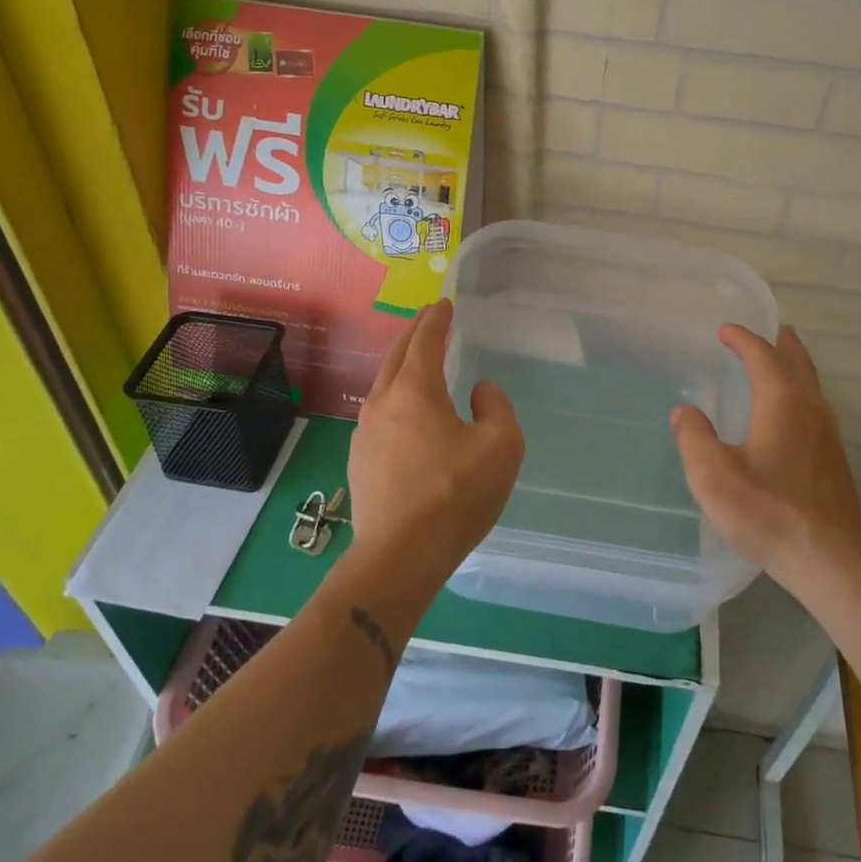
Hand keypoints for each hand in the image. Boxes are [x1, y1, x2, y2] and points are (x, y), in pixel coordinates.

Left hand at [348, 300, 523, 574]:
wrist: (399, 557)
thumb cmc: (455, 495)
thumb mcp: (500, 446)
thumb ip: (496, 406)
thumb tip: (479, 391)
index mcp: (416, 391)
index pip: (425, 341)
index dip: (436, 320)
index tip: (444, 304)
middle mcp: (383, 403)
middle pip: (397, 356)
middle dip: (415, 334)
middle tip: (430, 321)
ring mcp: (365, 433)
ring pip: (384, 386)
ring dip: (403, 367)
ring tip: (420, 364)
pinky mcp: (360, 461)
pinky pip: (380, 415)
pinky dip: (396, 398)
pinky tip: (407, 415)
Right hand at [671, 325, 860, 589]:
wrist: (830, 559)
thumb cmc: (768, 512)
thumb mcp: (714, 476)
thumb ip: (694, 437)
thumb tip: (685, 411)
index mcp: (782, 402)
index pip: (762, 356)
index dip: (743, 339)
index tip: (725, 330)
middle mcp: (810, 409)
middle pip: (797, 363)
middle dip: (782, 344)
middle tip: (772, 329)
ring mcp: (828, 435)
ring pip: (811, 385)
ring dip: (795, 366)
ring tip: (783, 360)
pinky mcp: (833, 459)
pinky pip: (815, 407)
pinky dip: (801, 391)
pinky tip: (792, 413)